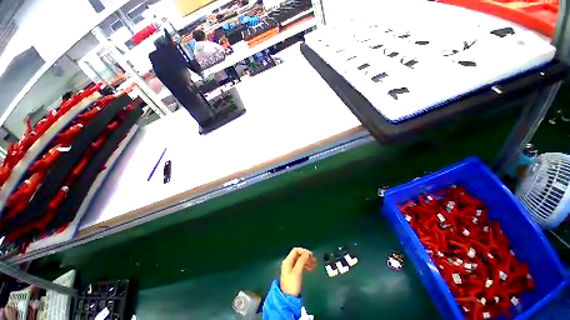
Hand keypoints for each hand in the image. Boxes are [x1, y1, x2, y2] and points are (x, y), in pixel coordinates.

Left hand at [280, 248, 316, 295]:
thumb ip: (301, 261)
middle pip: (298, 255)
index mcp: (288, 261)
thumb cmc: (292, 284)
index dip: (303, 251)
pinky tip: (310, 268)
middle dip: (306, 256)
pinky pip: (300, 265)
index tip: (311, 255)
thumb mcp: (297, 272)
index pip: (296, 250)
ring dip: (307, 261)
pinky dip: (305, 265)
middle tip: (314, 260)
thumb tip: (307, 253)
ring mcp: (291, 267)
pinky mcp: (293, 273)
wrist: (288, 298)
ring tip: (314, 265)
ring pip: (300, 260)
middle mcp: (289, 262)